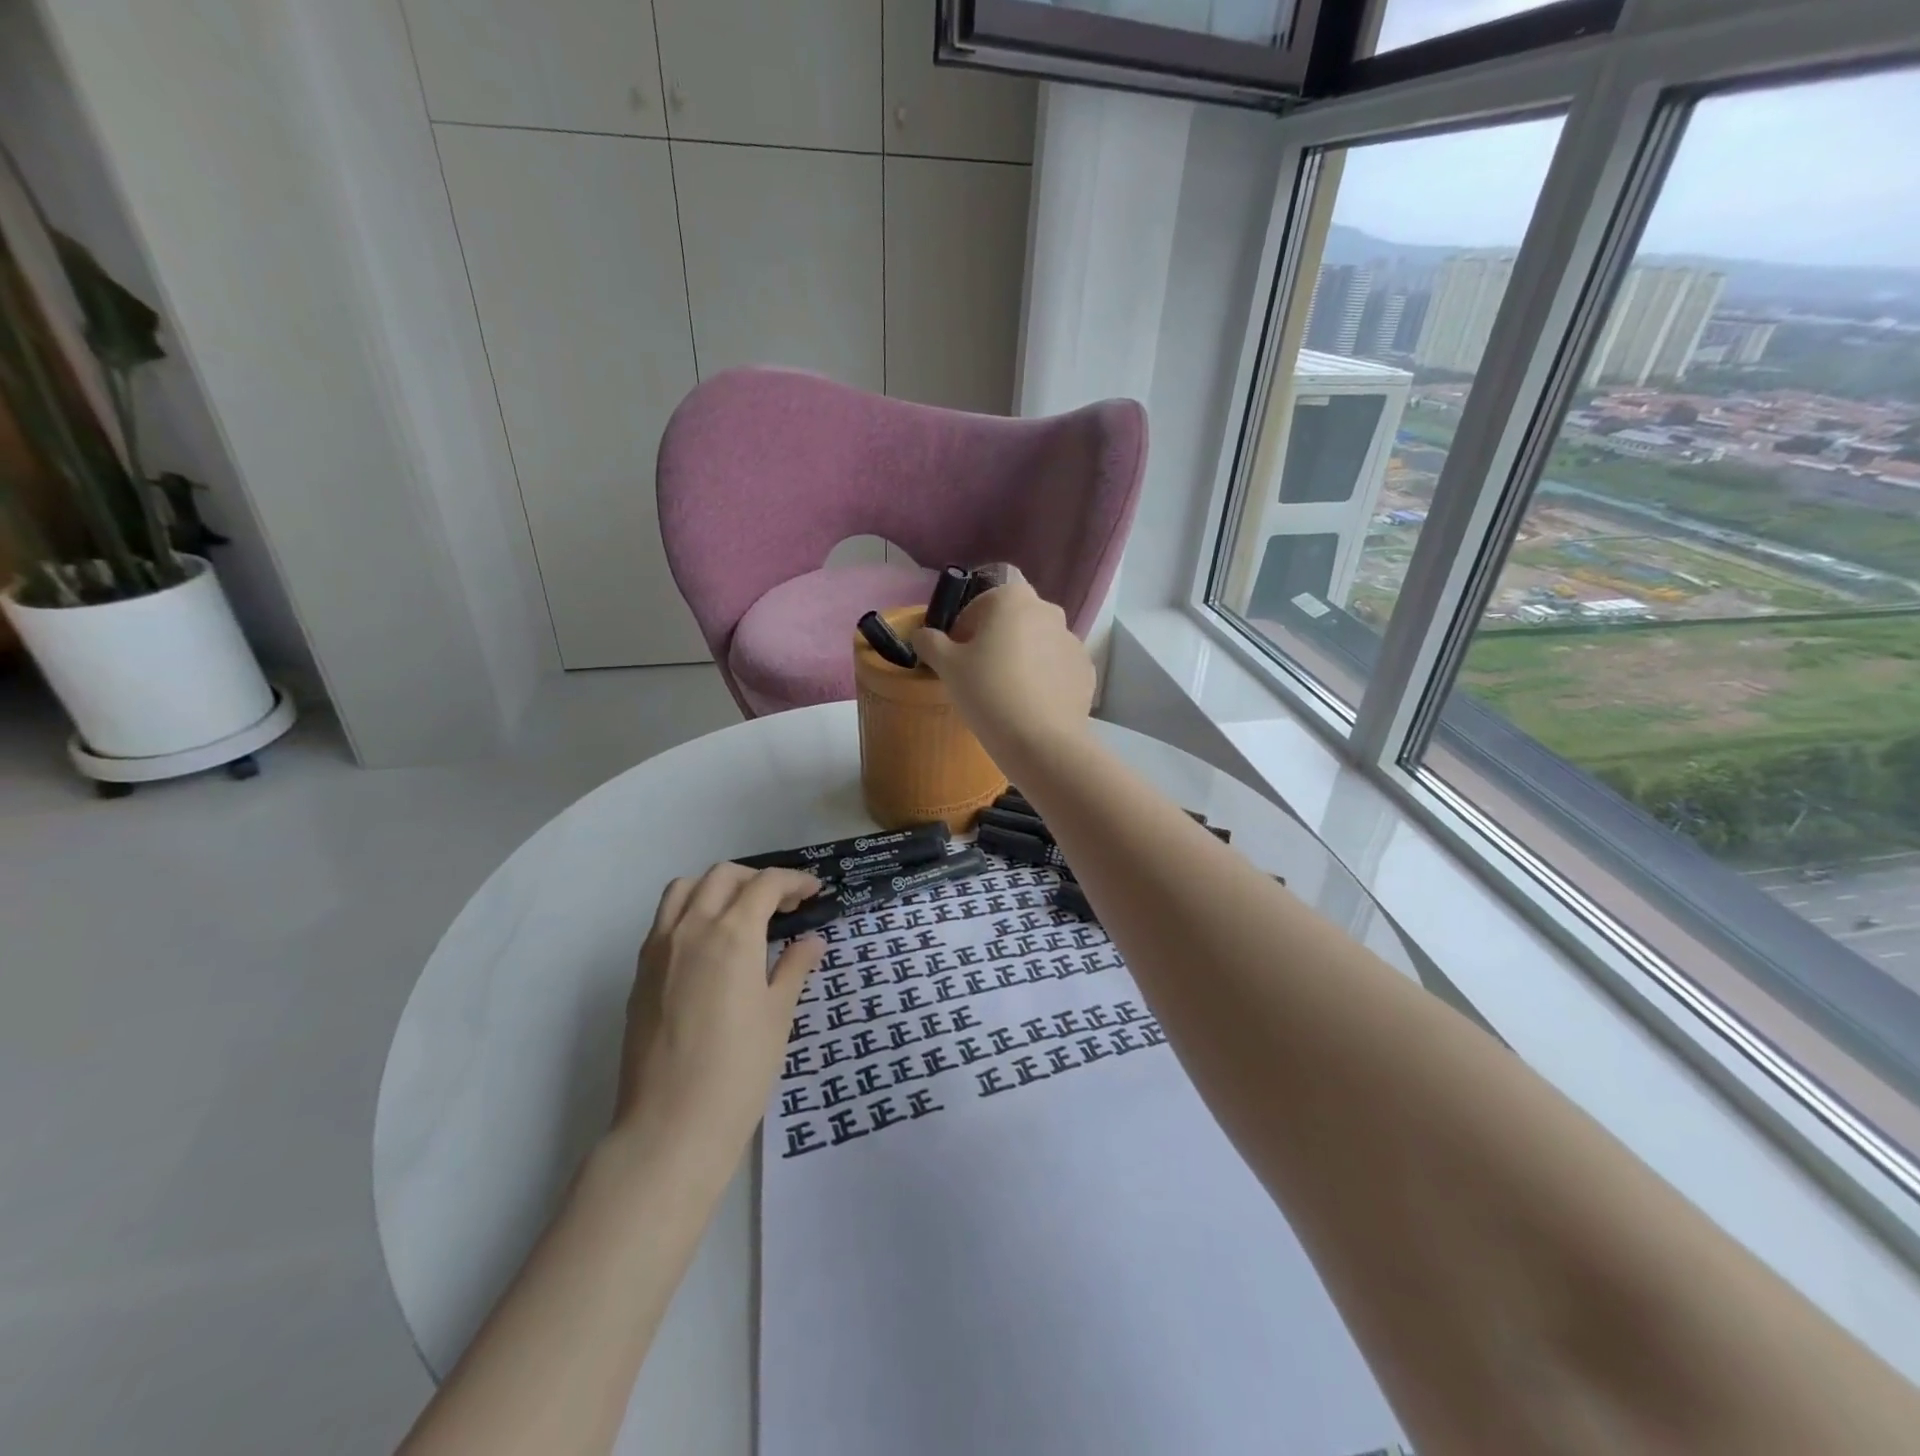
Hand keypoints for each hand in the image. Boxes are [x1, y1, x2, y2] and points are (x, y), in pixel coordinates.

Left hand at [614, 864, 825, 1169]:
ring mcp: (658, 948)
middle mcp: (691, 928)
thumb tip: (812, 942)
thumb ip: (793, 968)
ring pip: (685, 888)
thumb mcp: (777, 1015)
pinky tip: (710, 945)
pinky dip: (691, 911)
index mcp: (732, 934)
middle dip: (758, 879)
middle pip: (723, 876)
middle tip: (783, 905)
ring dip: (718, 887)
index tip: (813, 892)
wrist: (671, 1126)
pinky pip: (665, 919)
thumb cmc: (738, 1070)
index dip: (794, 881)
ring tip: (741, 913)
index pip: (765, 883)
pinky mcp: (640, 973)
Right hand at [912, 581, 1094, 758]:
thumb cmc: (987, 692)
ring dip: (1022, 658)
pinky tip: (1030, 706)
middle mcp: (1048, 611)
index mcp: (1013, 598)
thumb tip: (923, 635)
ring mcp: (1072, 641)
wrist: (1041, 741)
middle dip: (996, 639)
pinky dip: (1044, 679)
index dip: (965, 626)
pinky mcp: (1085, 671)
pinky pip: (1057, 668)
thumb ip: (930, 642)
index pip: (982, 602)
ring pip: (1038, 644)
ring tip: (1007, 694)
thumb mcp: (947, 666)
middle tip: (979, 674)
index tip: (957, 655)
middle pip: (1013, 620)